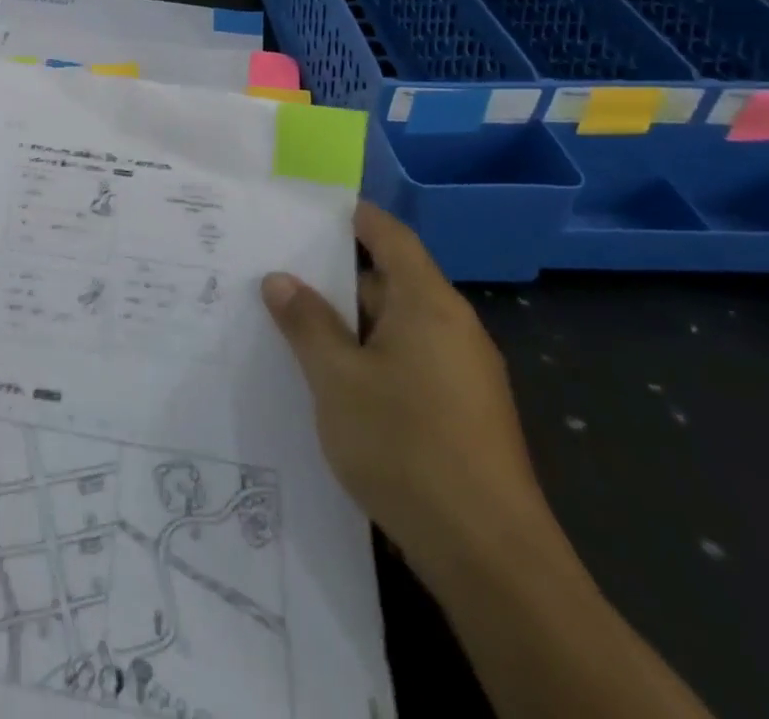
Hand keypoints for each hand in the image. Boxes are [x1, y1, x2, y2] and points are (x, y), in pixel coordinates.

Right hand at [262, 203, 553, 586]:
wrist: (490, 559)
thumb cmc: (405, 446)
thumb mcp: (337, 378)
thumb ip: (306, 323)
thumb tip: (280, 279)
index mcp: (429, 305)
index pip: (390, 237)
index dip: (353, 217)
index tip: (308, 209)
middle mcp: (453, 329)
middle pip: (391, 282)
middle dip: (336, 278)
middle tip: (279, 274)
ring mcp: (464, 375)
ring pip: (396, 327)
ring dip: (349, 324)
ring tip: (292, 327)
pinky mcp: (464, 414)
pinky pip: (408, 363)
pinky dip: (370, 358)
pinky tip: (332, 382)